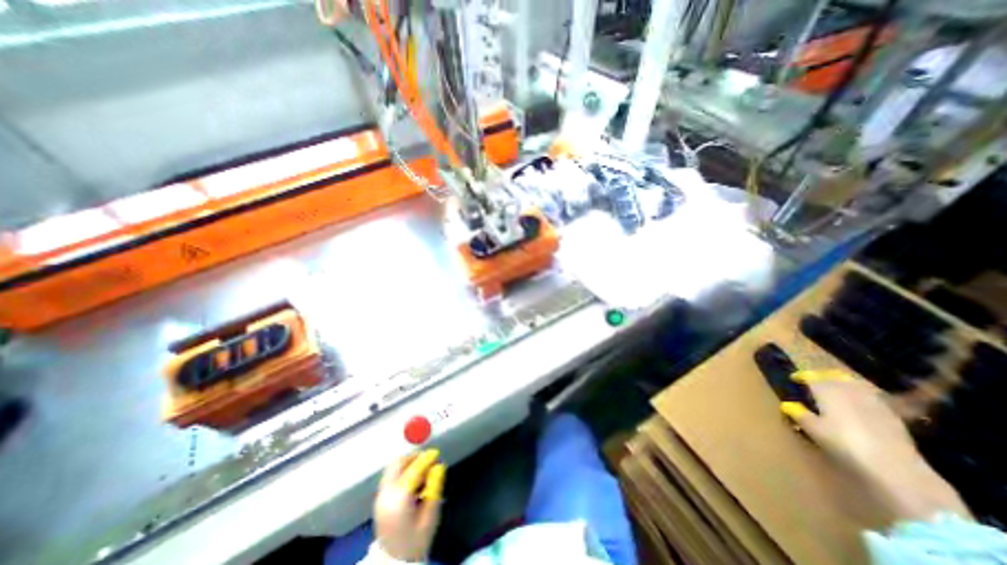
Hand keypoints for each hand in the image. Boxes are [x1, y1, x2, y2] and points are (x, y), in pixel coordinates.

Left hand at [373, 451, 443, 559]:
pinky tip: (412, 481)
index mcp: (400, 499)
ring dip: (407, 463)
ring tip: (421, 471)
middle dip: (415, 457)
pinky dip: (401, 471)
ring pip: (392, 468)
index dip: (426, 459)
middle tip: (428, 460)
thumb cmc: (416, 541)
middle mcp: (387, 495)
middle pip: (398, 463)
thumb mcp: (430, 517)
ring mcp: (380, 497)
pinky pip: (390, 476)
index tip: (436, 454)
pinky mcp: (378, 500)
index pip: (414, 469)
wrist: (395, 564)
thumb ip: (435, 489)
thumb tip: (439, 467)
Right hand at [781, 374, 971, 523]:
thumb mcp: (824, 441)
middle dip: (827, 376)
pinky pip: (878, 404)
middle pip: (843, 382)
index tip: (795, 375)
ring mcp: (883, 416)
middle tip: (813, 377)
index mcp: (837, 404)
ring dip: (847, 384)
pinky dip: (866, 398)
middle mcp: (859, 404)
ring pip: (862, 390)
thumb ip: (806, 421)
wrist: (911, 491)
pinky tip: (864, 404)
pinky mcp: (899, 429)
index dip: (807, 375)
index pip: (820, 381)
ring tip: (835, 385)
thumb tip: (789, 406)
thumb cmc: (856, 463)